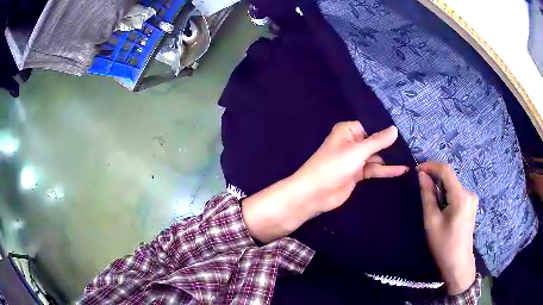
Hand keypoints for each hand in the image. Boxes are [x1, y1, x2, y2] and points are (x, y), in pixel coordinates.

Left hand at [292, 121, 408, 212]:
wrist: (315, 194)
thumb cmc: (333, 166)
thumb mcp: (357, 151)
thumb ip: (377, 141)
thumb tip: (395, 129)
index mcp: (348, 131)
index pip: (371, 125)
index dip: (387, 128)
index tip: (406, 128)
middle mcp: (352, 143)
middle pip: (376, 141)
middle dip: (392, 144)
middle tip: (414, 143)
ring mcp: (355, 159)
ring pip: (377, 156)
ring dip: (391, 158)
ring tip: (412, 156)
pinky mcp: (358, 174)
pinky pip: (375, 169)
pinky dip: (387, 170)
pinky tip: (402, 170)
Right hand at [418, 162, 477, 294]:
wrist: (458, 263)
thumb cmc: (444, 245)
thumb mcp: (432, 221)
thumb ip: (428, 196)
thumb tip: (422, 175)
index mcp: (461, 196)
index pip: (446, 170)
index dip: (431, 166)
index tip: (417, 170)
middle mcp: (469, 193)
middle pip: (450, 179)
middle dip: (435, 180)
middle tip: (421, 190)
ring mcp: (472, 199)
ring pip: (453, 187)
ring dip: (441, 190)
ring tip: (431, 204)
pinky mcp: (471, 206)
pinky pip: (457, 194)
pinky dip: (447, 196)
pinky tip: (441, 209)